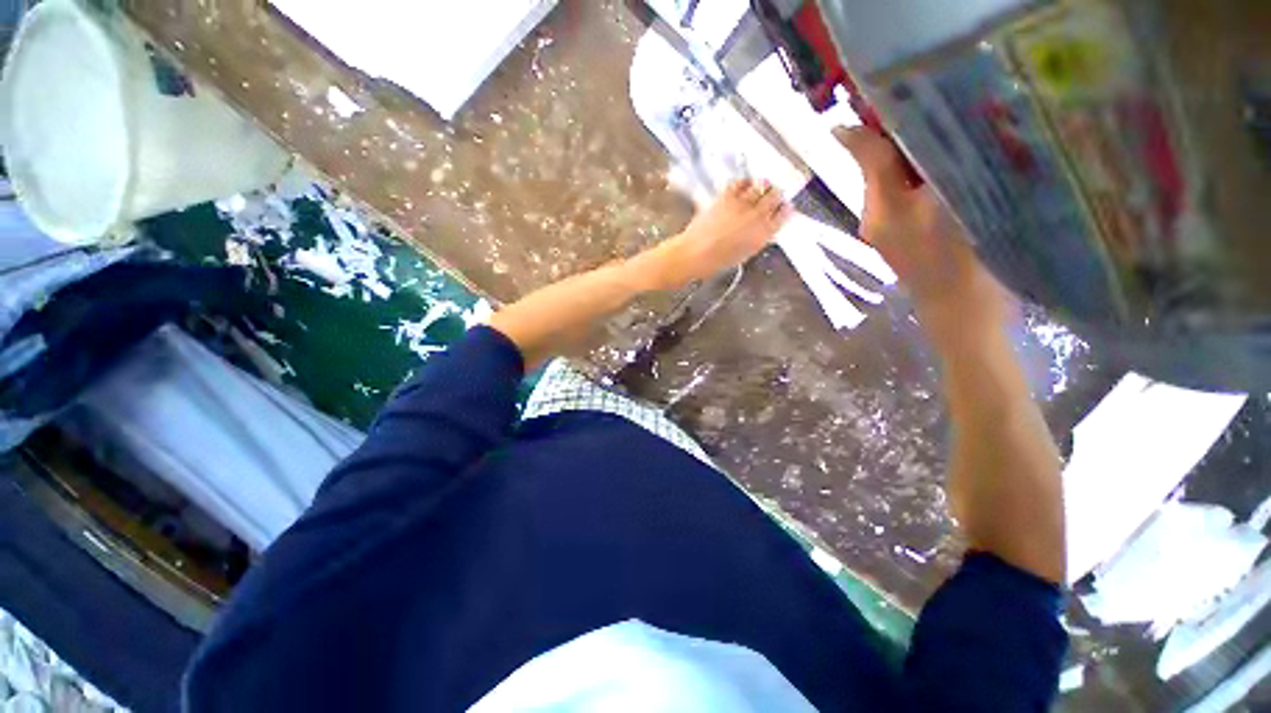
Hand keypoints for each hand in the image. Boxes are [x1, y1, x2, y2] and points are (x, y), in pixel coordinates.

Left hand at [632, 178, 791, 291]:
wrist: (693, 255)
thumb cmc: (716, 262)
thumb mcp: (743, 254)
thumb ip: (757, 238)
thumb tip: (764, 228)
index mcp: (763, 235)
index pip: (784, 214)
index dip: (784, 209)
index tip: (783, 208)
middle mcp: (756, 217)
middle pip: (775, 195)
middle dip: (775, 194)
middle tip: (771, 195)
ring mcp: (741, 204)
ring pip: (761, 184)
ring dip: (762, 185)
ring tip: (759, 188)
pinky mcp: (725, 196)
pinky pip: (740, 182)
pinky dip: (744, 182)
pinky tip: (742, 186)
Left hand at [835, 126, 1006, 348]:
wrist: (963, 314)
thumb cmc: (951, 260)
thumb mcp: (925, 205)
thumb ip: (887, 168)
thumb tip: (843, 132)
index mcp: (877, 206)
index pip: (870, 152)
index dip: (884, 122)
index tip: (908, 93)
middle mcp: (878, 215)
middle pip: (889, 164)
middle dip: (912, 137)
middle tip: (952, 109)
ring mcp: (897, 227)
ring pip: (906, 179)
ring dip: (927, 156)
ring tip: (962, 132)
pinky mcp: (915, 236)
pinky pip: (919, 196)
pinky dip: (935, 178)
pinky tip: (960, 169)